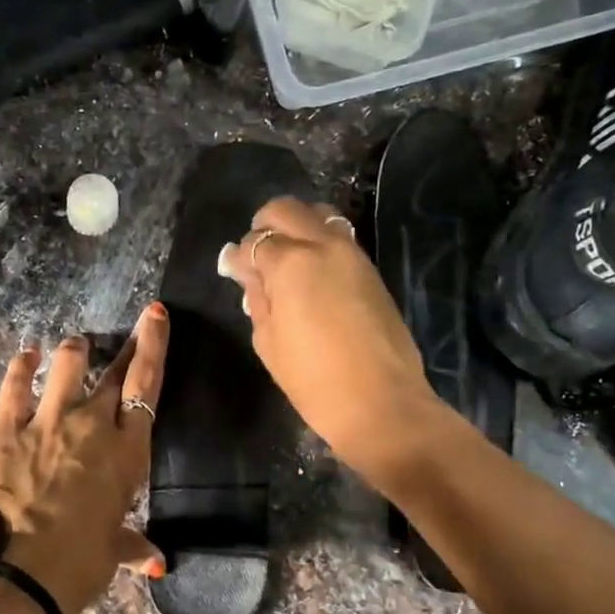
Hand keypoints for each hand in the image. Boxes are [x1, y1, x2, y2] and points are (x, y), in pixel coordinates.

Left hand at [0, 302, 168, 613]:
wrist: (23, 567)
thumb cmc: (82, 560)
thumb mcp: (112, 550)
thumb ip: (133, 545)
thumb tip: (157, 562)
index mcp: (128, 450)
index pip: (146, 385)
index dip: (153, 346)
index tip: (156, 314)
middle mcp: (93, 424)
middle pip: (114, 372)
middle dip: (126, 347)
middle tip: (133, 328)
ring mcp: (49, 420)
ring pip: (67, 367)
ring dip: (75, 353)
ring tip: (76, 347)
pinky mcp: (7, 427)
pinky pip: (15, 386)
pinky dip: (21, 367)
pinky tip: (26, 355)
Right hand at [222, 198, 439, 476]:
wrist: (381, 402)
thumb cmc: (314, 380)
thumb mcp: (269, 342)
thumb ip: (258, 299)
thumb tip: (250, 275)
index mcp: (292, 263)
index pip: (254, 243)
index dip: (238, 258)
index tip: (232, 271)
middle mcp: (324, 246)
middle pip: (287, 210)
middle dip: (264, 226)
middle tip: (256, 256)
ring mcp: (353, 255)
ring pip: (319, 216)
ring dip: (297, 228)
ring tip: (286, 261)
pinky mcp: (372, 271)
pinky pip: (339, 239)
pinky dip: (320, 244)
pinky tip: (311, 275)